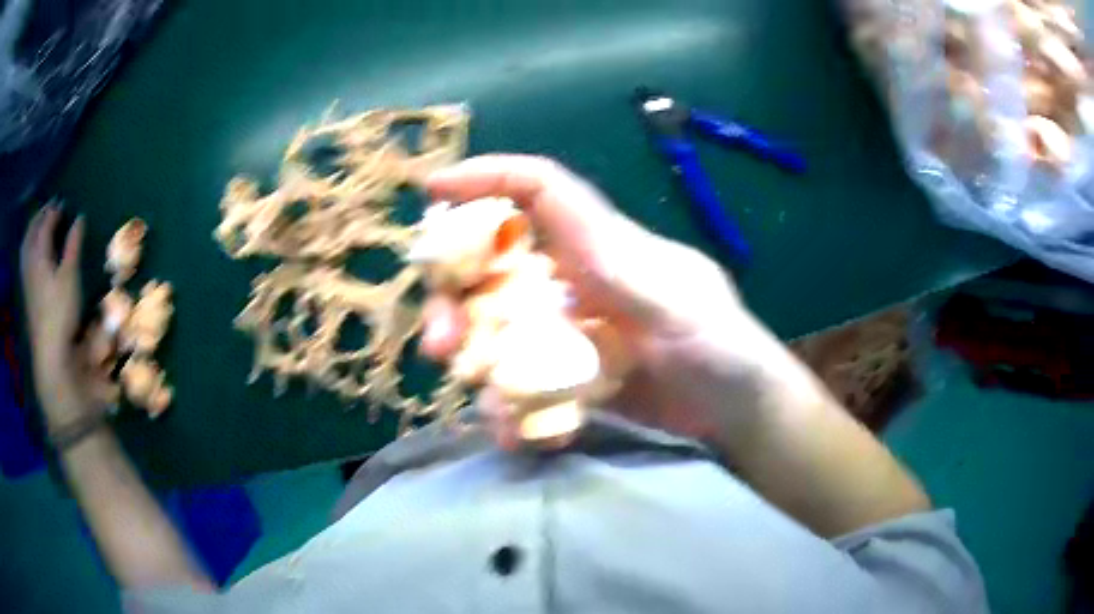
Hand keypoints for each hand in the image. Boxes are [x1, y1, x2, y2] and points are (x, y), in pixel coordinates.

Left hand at [20, 205, 104, 424]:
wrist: (49, 353)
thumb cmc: (60, 312)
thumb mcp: (70, 277)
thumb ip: (73, 245)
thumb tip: (79, 218)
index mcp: (39, 254)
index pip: (45, 224)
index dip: (54, 211)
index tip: (62, 202)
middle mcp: (30, 262)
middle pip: (31, 231)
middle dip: (40, 216)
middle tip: (49, 207)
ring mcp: (26, 279)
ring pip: (25, 246)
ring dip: (32, 230)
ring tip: (39, 225)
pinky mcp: (27, 294)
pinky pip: (24, 260)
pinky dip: (28, 248)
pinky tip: (33, 253)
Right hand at [421, 155, 807, 446]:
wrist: (737, 414)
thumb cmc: (724, 349)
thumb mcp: (682, 308)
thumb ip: (627, 276)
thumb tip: (566, 244)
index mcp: (603, 246)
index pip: (540, 190)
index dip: (487, 178)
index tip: (433, 189)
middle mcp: (577, 278)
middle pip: (497, 265)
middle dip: (457, 297)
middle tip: (440, 342)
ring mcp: (571, 329)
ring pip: (499, 326)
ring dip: (476, 358)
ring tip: (482, 401)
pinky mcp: (572, 373)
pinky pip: (523, 379)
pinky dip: (510, 403)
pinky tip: (514, 431)